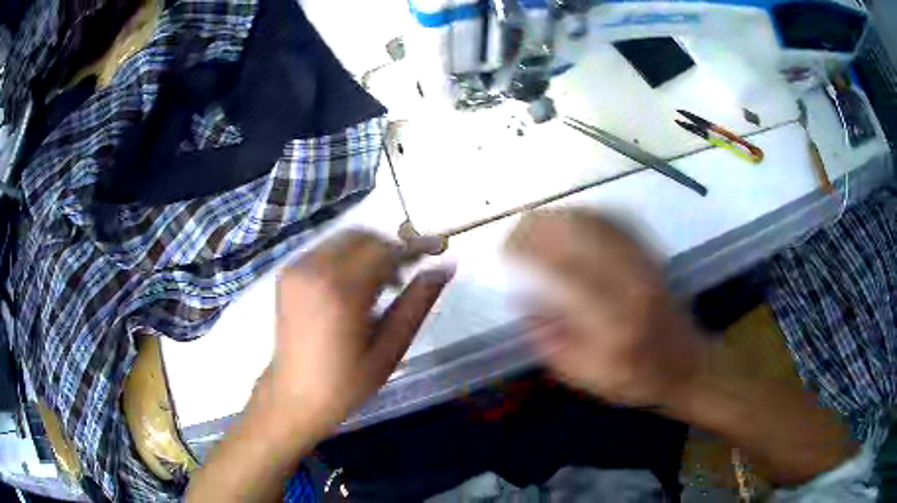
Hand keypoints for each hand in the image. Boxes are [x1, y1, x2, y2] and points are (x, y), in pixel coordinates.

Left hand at [263, 230, 451, 438]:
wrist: (294, 395)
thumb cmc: (346, 382)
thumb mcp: (390, 349)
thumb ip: (418, 303)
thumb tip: (446, 267)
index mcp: (340, 292)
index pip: (384, 250)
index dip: (414, 247)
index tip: (437, 248)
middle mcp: (314, 270)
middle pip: (362, 236)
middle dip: (389, 248)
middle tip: (405, 276)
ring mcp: (296, 269)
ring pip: (343, 239)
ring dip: (368, 251)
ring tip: (380, 286)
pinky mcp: (287, 273)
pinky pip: (325, 250)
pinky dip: (346, 257)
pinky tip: (353, 287)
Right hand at [506, 210, 708, 407]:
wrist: (687, 365)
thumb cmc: (635, 379)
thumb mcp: (586, 376)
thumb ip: (550, 342)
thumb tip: (520, 300)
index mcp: (612, 321)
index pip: (564, 271)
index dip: (530, 253)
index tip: (504, 251)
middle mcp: (631, 283)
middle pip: (581, 234)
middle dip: (541, 225)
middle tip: (515, 230)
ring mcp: (645, 264)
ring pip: (598, 221)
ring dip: (562, 215)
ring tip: (535, 221)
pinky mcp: (653, 256)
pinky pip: (617, 221)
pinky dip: (589, 214)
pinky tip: (571, 217)